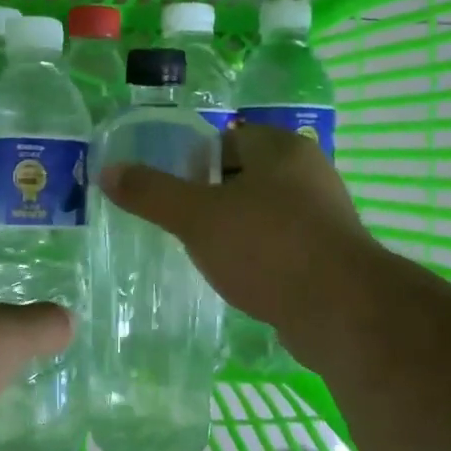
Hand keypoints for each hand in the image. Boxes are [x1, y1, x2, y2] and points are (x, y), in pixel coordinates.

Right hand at [100, 123, 382, 365]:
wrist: (342, 312)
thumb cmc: (267, 247)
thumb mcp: (197, 217)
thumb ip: (152, 192)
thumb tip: (109, 170)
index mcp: (281, 149)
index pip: (228, 139)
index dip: (194, 161)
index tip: (170, 190)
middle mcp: (309, 174)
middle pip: (245, 176)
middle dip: (212, 197)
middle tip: (179, 223)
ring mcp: (324, 216)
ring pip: (264, 213)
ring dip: (235, 229)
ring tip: (202, 252)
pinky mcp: (330, 256)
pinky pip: (281, 245)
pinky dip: (258, 256)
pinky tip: (238, 277)